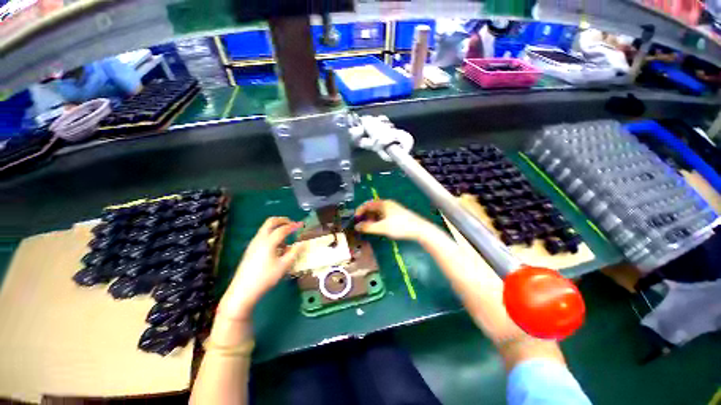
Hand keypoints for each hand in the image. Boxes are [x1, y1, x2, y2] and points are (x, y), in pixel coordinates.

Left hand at [218, 217, 302, 320]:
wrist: (242, 291)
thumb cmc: (265, 278)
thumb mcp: (284, 266)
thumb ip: (295, 252)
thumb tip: (303, 243)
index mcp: (268, 242)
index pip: (283, 229)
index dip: (293, 225)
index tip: (301, 225)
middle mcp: (259, 239)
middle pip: (270, 222)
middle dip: (282, 220)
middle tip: (292, 224)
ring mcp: (253, 244)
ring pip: (265, 228)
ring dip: (276, 227)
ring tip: (286, 238)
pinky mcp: (250, 250)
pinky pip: (262, 236)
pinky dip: (271, 234)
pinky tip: (277, 247)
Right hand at [354, 199, 437, 240]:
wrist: (419, 229)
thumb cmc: (400, 226)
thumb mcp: (382, 227)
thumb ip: (368, 227)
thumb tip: (357, 226)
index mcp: (383, 204)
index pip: (367, 204)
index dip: (359, 211)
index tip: (355, 219)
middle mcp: (387, 204)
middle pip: (372, 207)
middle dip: (365, 216)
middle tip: (362, 225)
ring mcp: (393, 208)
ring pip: (378, 212)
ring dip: (372, 218)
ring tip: (370, 227)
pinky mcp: (397, 214)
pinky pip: (383, 215)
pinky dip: (378, 220)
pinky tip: (380, 227)